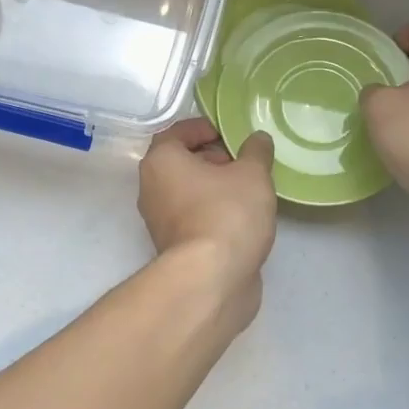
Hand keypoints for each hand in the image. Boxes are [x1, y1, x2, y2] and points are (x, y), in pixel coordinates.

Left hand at [138, 118, 277, 327]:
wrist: (211, 280)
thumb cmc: (227, 214)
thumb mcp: (252, 173)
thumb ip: (256, 151)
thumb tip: (257, 139)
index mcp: (161, 161)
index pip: (177, 132)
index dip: (204, 128)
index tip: (230, 134)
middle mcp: (151, 187)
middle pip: (180, 162)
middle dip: (211, 157)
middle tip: (243, 161)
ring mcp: (159, 221)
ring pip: (187, 191)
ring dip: (213, 186)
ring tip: (248, 189)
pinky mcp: (173, 247)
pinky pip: (192, 217)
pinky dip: (212, 211)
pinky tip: (241, 217)